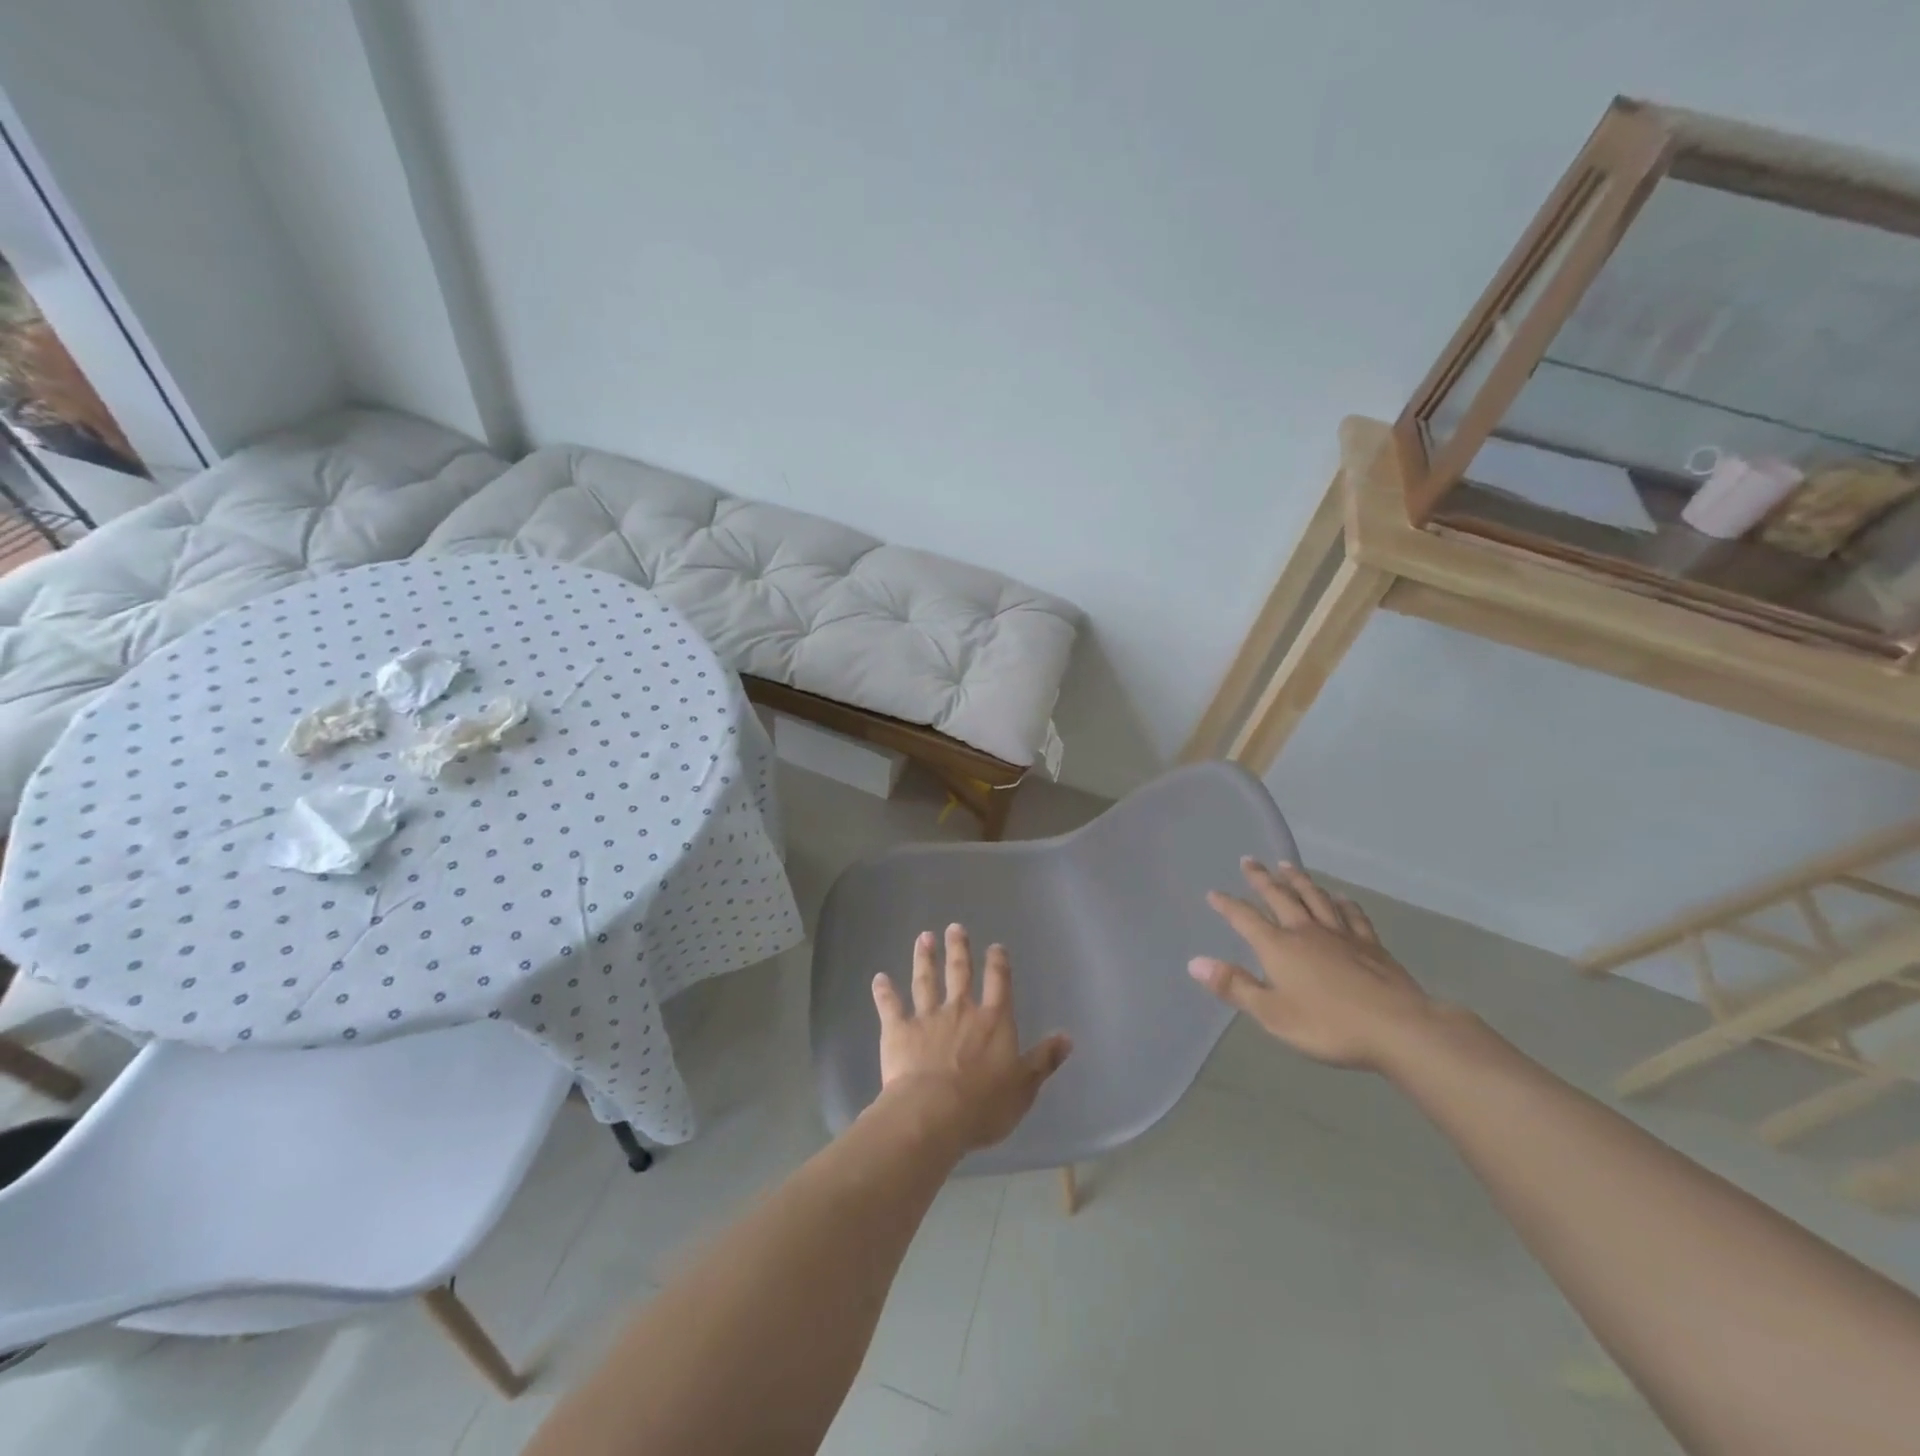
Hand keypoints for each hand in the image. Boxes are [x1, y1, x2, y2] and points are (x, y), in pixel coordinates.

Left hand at [871, 924, 1071, 1151]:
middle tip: (954, 927)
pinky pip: (890, 1006)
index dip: (998, 963)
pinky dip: (884, 991)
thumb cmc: (984, 1104)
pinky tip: (879, 978)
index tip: (995, 946)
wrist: (933, 1113)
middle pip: (960, 973)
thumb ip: (1043, 1059)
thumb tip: (1067, 1036)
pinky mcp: (899, 1031)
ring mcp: (927, 1017)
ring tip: (923, 938)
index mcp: (993, 1021)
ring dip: (925, 959)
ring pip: (926, 981)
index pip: (999, 984)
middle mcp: (961, 1010)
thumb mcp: (1024, 1086)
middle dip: (958, 949)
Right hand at [1188, 858, 1437, 1071]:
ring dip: (1298, 880)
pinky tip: (1340, 896)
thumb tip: (1194, 962)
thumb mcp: (1272, 1014)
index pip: (1245, 919)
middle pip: (1280, 897)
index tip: (1213, 893)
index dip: (1228, 905)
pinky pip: (1352, 914)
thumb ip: (1234, 986)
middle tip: (1249, 860)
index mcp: (1278, 947)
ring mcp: (1341, 935)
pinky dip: (1342, 902)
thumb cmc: (1328, 1025)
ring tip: (1287, 865)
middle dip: (1261, 879)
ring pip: (1315, 898)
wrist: (1398, 1028)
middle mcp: (1306, 931)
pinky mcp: (1370, 945)